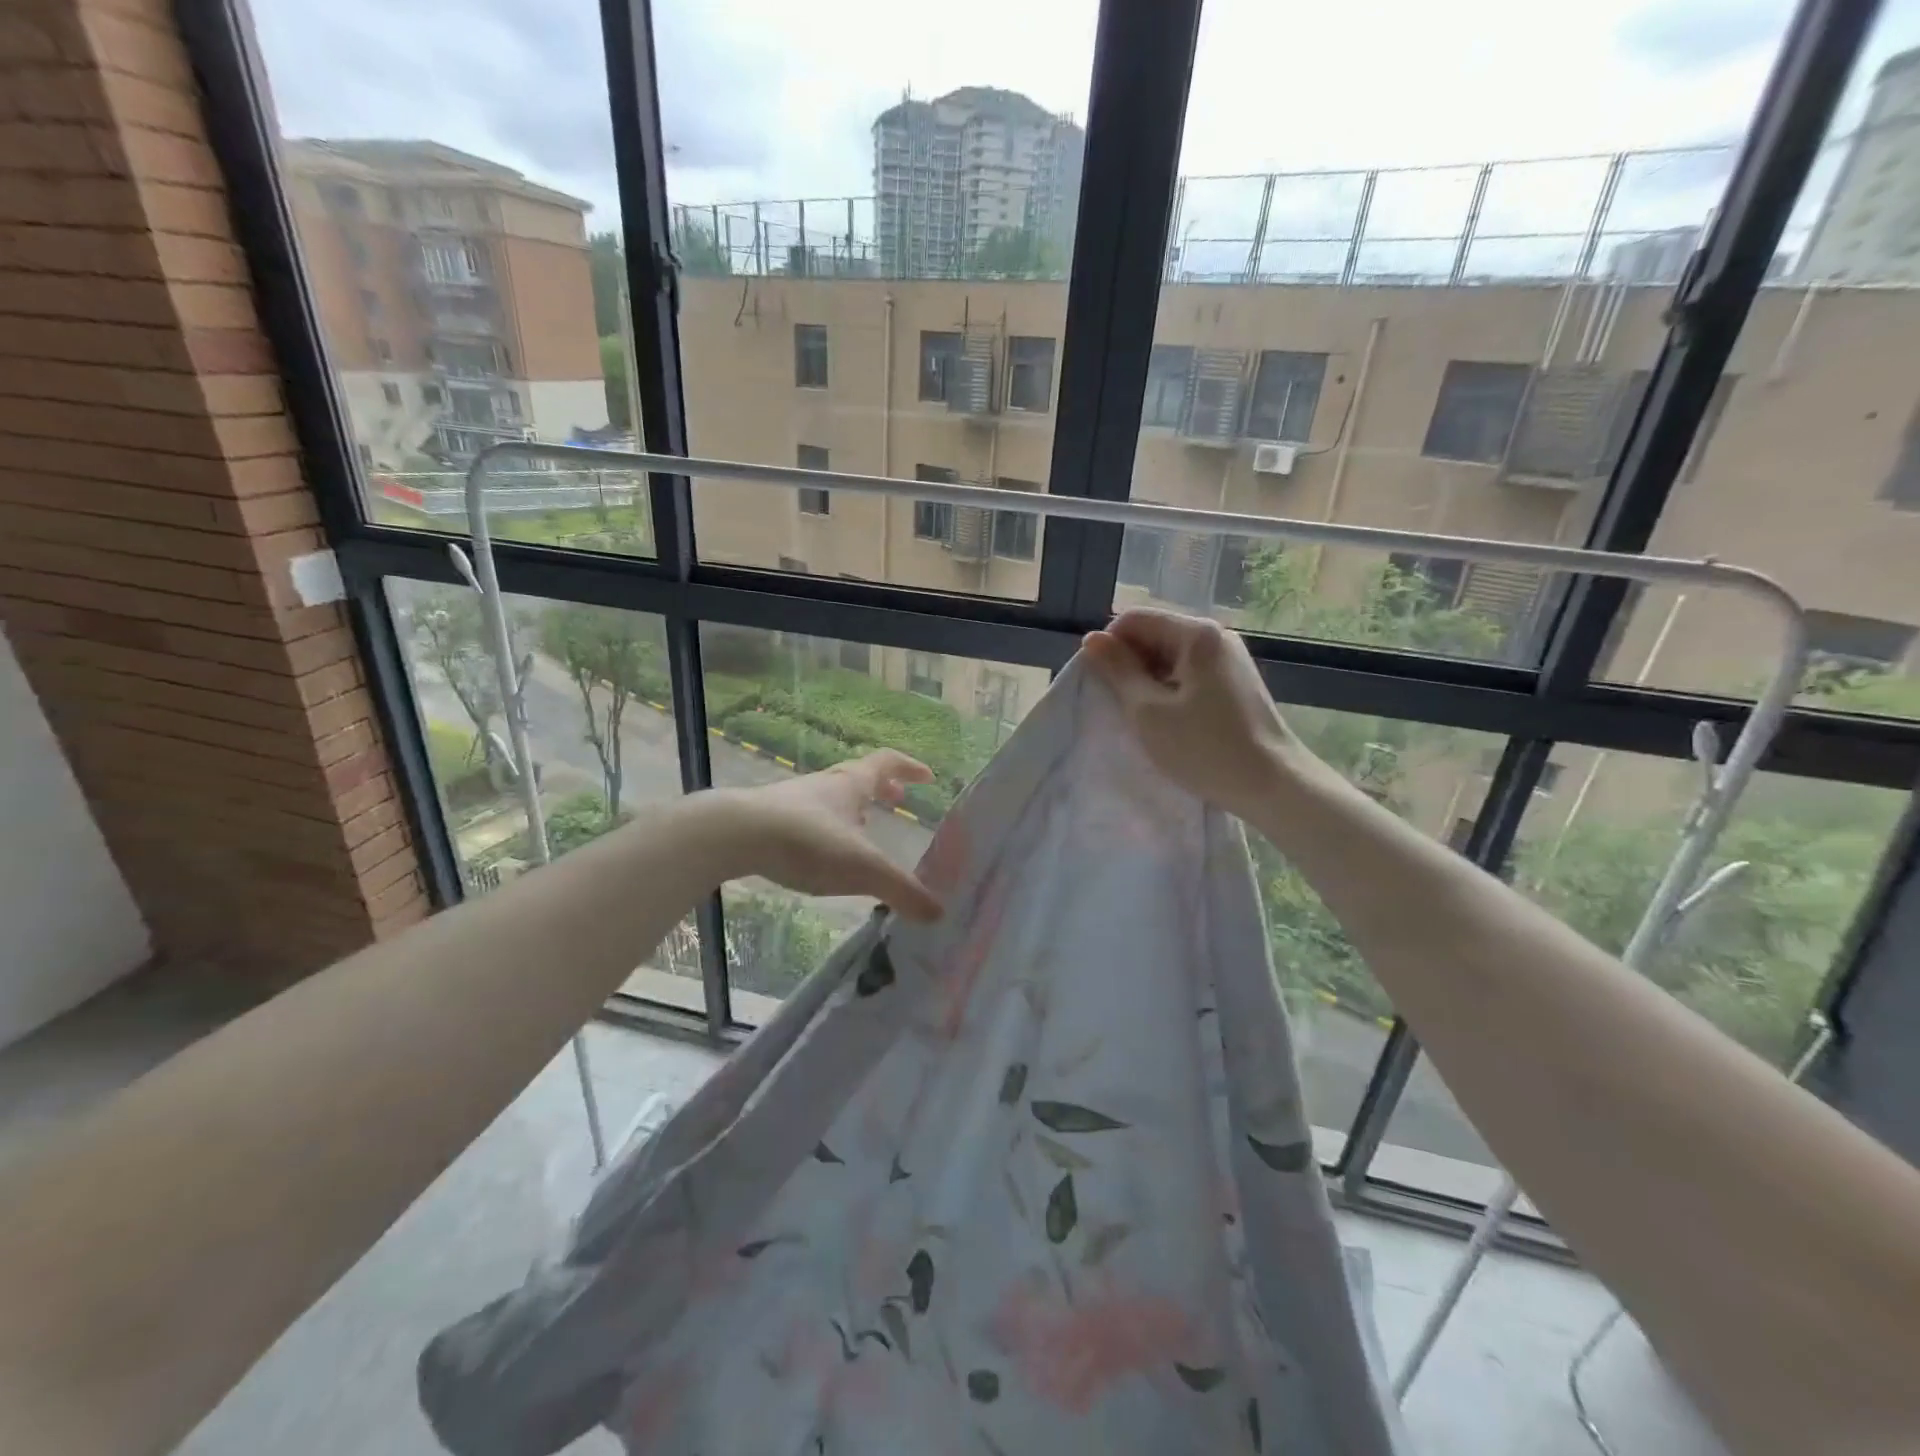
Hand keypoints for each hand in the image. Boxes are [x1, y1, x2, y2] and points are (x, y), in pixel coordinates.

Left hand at [714, 750, 942, 920]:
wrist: (733, 835)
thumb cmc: (807, 841)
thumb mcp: (862, 868)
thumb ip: (901, 890)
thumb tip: (938, 912)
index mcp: (850, 784)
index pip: (886, 762)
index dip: (909, 767)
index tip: (928, 776)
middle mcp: (824, 786)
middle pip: (858, 778)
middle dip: (881, 788)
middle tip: (898, 800)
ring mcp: (794, 801)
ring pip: (831, 798)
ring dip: (851, 809)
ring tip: (863, 832)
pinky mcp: (770, 821)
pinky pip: (808, 819)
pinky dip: (826, 829)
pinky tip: (822, 854)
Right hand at [1083, 608, 1308, 820]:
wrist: (1272, 785)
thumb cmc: (1205, 748)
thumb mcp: (1148, 711)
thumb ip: (1118, 671)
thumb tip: (1091, 639)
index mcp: (1196, 634)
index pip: (1134, 619)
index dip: (1109, 646)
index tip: (1101, 685)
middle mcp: (1216, 636)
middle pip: (1154, 634)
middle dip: (1129, 664)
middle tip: (1120, 705)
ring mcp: (1229, 659)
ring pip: (1170, 656)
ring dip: (1148, 680)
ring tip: (1144, 717)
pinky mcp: (1234, 682)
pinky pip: (1189, 672)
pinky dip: (1170, 690)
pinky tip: (1168, 720)